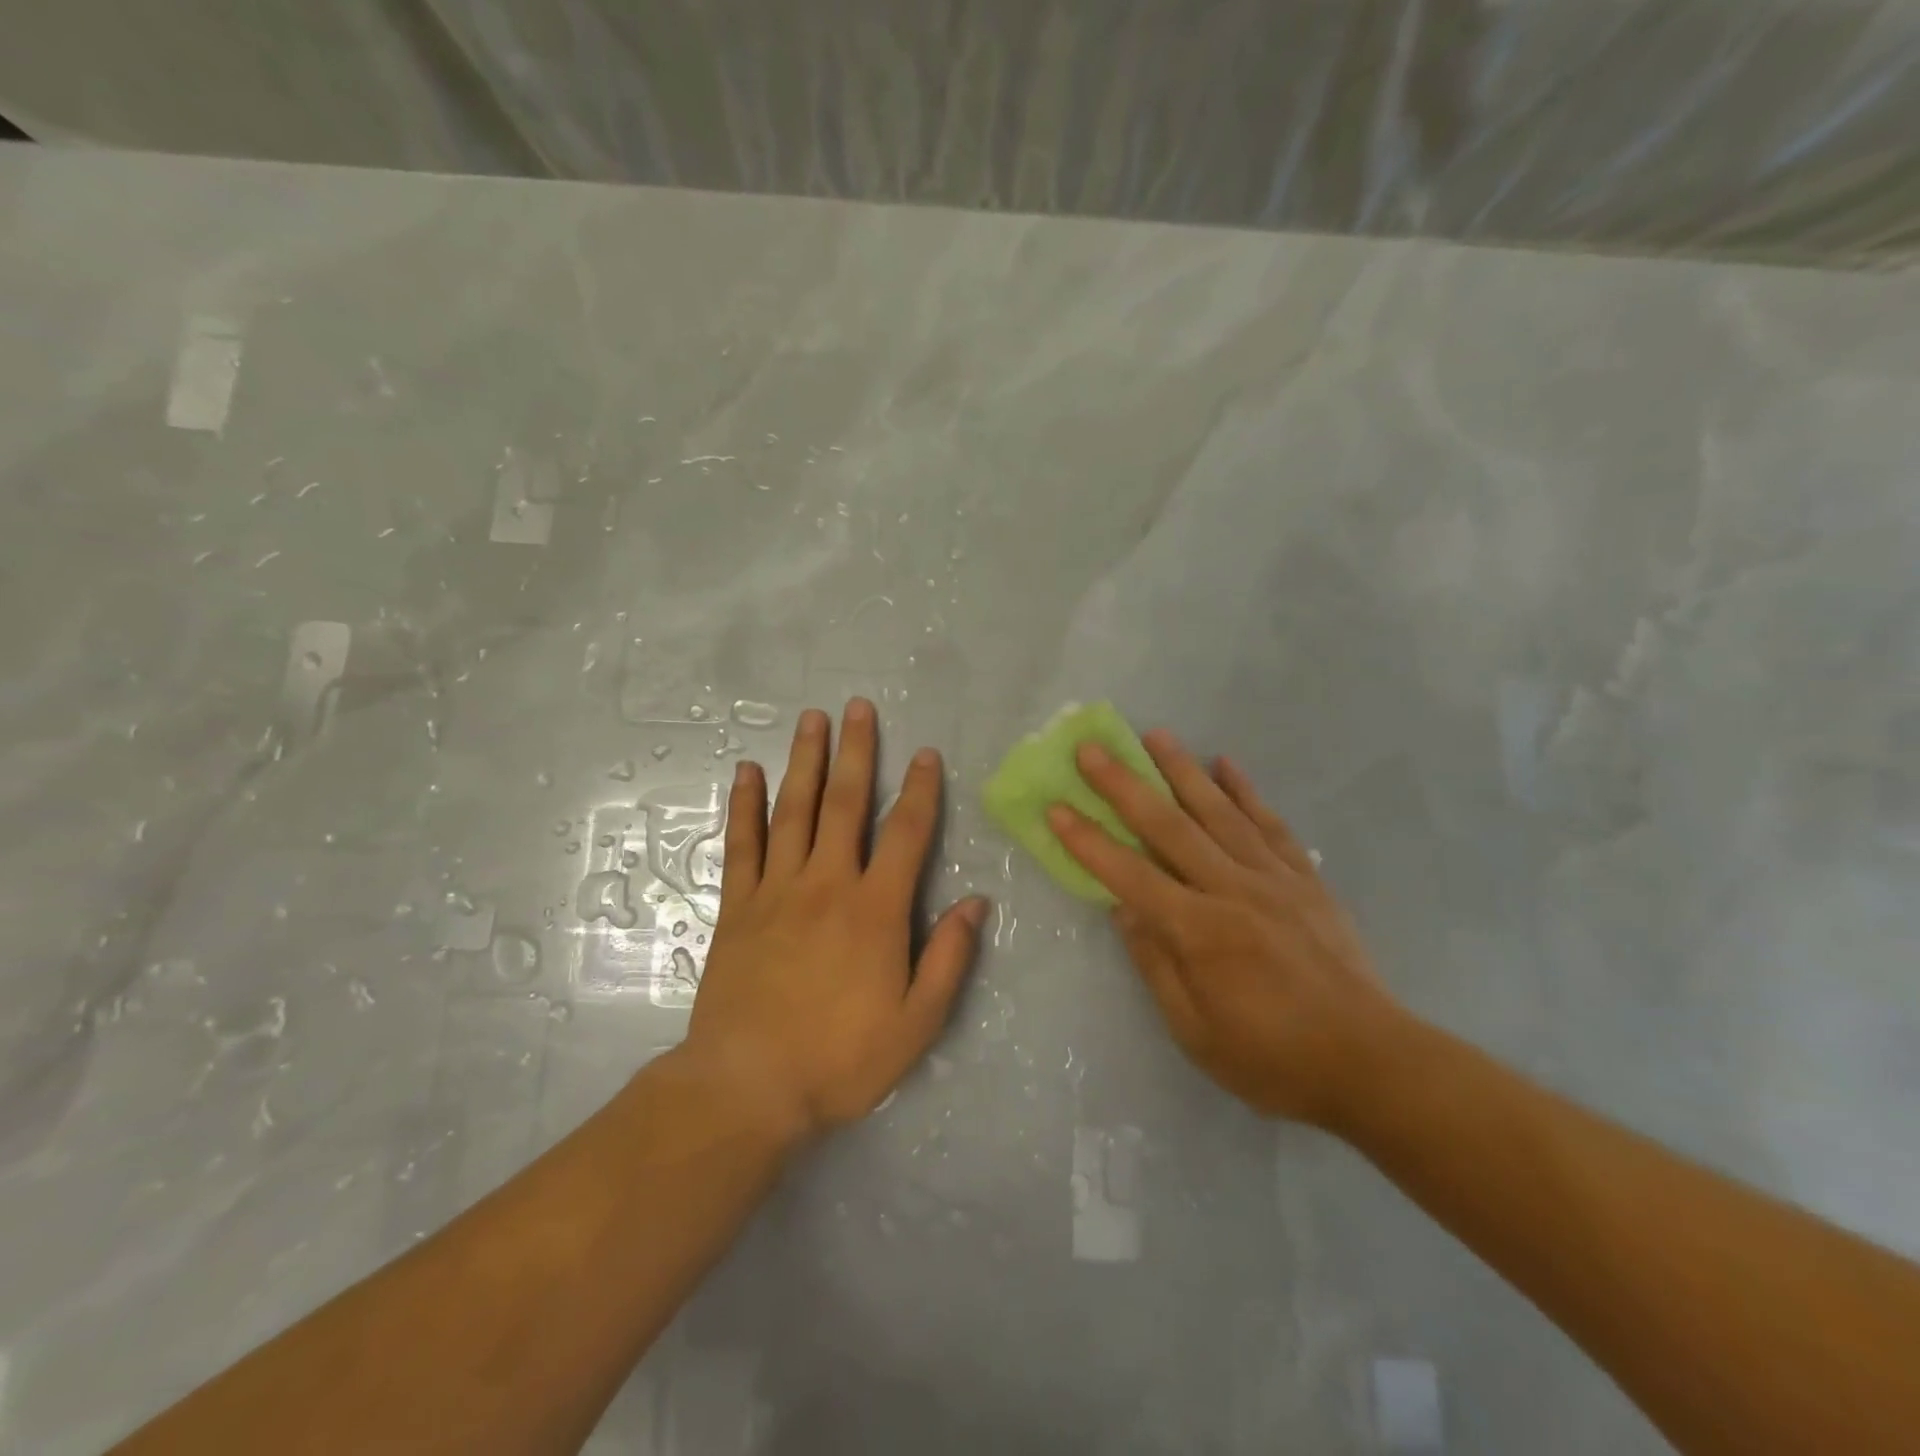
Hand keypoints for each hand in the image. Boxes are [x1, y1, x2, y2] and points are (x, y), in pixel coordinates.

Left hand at [680, 698, 987, 1141]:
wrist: (748, 1088)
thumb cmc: (840, 1059)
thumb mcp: (916, 1023)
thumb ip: (949, 958)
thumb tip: (978, 903)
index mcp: (876, 909)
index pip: (906, 834)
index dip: (920, 790)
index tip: (925, 754)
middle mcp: (827, 884)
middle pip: (845, 804)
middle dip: (856, 752)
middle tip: (858, 706)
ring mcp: (777, 890)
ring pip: (794, 811)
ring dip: (804, 761)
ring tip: (811, 719)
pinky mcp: (738, 906)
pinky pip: (742, 844)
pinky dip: (745, 805)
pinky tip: (746, 772)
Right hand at [1048, 730, 1405, 1127]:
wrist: (1372, 1063)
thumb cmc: (1273, 1059)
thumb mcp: (1195, 1032)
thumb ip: (1156, 964)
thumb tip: (1123, 910)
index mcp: (1199, 931)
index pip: (1129, 874)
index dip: (1088, 841)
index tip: (1057, 807)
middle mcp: (1232, 890)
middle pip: (1168, 827)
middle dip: (1123, 785)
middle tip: (1091, 749)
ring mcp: (1273, 878)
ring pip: (1218, 812)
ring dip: (1181, 770)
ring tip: (1155, 735)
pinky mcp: (1305, 879)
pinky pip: (1270, 825)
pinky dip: (1246, 792)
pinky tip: (1226, 764)